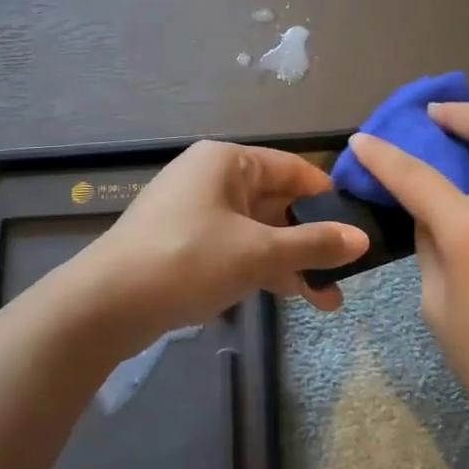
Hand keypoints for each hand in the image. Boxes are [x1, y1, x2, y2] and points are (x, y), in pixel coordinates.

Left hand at [78, 140, 368, 340]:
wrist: (105, 306)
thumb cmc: (188, 260)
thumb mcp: (258, 252)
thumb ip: (313, 244)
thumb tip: (363, 239)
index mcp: (228, 162)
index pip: (293, 169)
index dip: (328, 197)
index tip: (360, 225)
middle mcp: (213, 179)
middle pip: (277, 203)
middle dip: (312, 240)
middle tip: (348, 272)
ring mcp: (197, 213)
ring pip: (258, 231)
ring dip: (292, 262)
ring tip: (329, 300)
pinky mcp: (186, 245)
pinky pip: (236, 249)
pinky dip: (263, 269)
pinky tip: (293, 296)